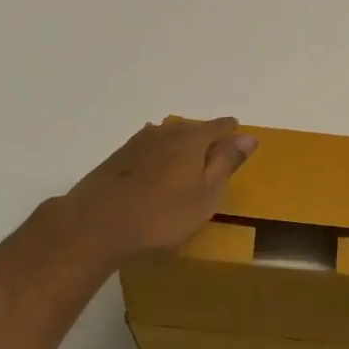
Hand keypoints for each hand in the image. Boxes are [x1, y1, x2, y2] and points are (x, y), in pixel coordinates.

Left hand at [54, 117, 257, 264]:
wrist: (99, 222)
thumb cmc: (163, 213)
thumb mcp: (206, 194)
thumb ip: (227, 162)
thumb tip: (249, 136)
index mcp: (192, 139)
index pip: (219, 126)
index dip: (231, 131)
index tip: (237, 137)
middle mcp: (167, 131)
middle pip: (193, 128)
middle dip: (205, 138)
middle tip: (214, 155)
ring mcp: (139, 142)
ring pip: (168, 136)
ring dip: (180, 146)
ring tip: (185, 164)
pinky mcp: (119, 156)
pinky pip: (149, 148)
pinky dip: (159, 156)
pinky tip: (156, 171)